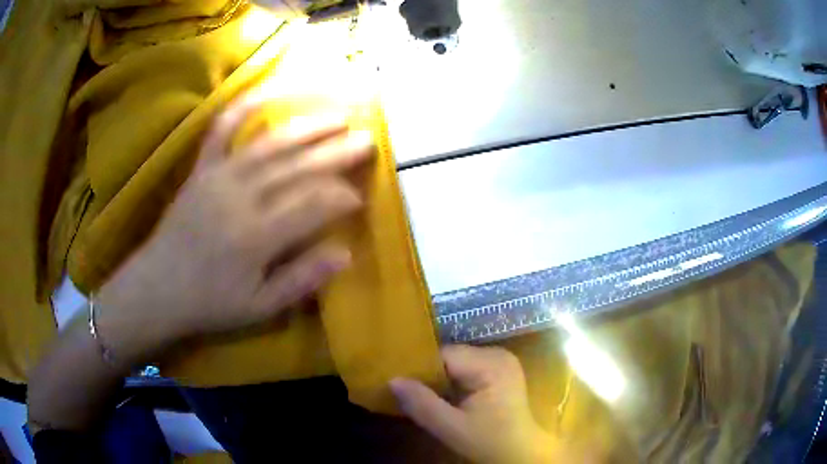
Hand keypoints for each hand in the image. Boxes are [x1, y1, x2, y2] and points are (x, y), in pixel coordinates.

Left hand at [95, 92, 373, 365]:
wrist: (158, 288)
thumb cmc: (210, 303)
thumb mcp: (260, 308)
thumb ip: (302, 279)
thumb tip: (345, 253)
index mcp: (257, 237)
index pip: (313, 205)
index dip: (342, 197)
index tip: (361, 195)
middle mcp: (241, 198)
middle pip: (298, 168)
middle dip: (337, 152)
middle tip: (368, 139)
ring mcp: (219, 176)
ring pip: (271, 144)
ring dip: (308, 126)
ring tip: (338, 115)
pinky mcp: (201, 168)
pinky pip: (221, 129)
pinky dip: (244, 106)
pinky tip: (266, 91)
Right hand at [390, 346, 566, 463]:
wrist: (521, 453)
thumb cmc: (489, 441)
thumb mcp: (452, 428)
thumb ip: (422, 404)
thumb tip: (392, 380)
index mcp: (491, 363)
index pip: (444, 355)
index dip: (420, 369)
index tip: (400, 383)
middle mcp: (498, 354)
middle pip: (451, 357)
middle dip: (430, 375)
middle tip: (410, 392)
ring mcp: (502, 361)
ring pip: (457, 363)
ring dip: (441, 379)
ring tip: (425, 396)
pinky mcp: (501, 371)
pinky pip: (468, 369)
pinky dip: (454, 382)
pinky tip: (446, 397)